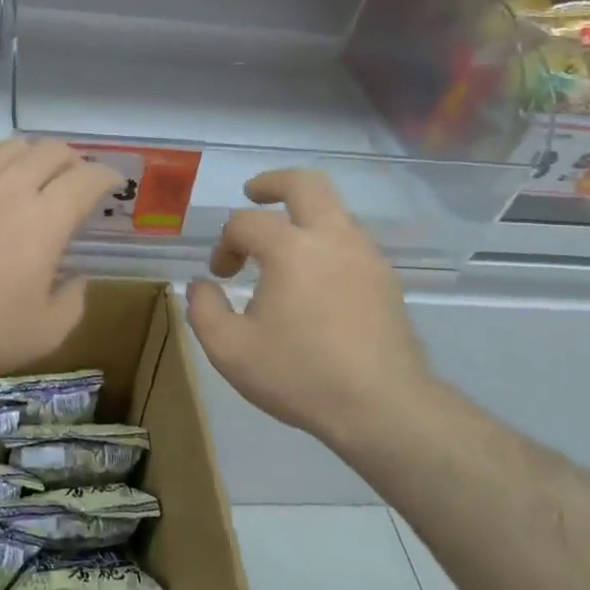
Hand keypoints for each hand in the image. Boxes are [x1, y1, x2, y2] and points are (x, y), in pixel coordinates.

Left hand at [0, 139, 122, 383]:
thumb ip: (72, 301)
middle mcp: (10, 189)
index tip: (113, 185)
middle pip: (50, 152)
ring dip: (31, 153)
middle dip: (72, 160)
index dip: (106, 176)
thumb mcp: (44, 333)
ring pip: (8, 147)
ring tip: (34, 171)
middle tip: (76, 179)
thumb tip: (76, 278)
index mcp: (45, 220)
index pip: (86, 180)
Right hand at [186, 169, 433, 450]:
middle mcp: (332, 238)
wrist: (383, 407)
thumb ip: (203, 309)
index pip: (246, 223)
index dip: (225, 244)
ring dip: (303, 216)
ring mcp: (366, 256)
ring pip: (334, 210)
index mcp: (291, 248)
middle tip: (253, 194)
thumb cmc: (300, 375)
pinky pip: (351, 241)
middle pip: (306, 183)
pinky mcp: (386, 279)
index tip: (221, 276)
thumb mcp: (230, 350)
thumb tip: (203, 285)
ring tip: (282, 247)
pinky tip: (315, 278)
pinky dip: (326, 242)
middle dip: (273, 182)